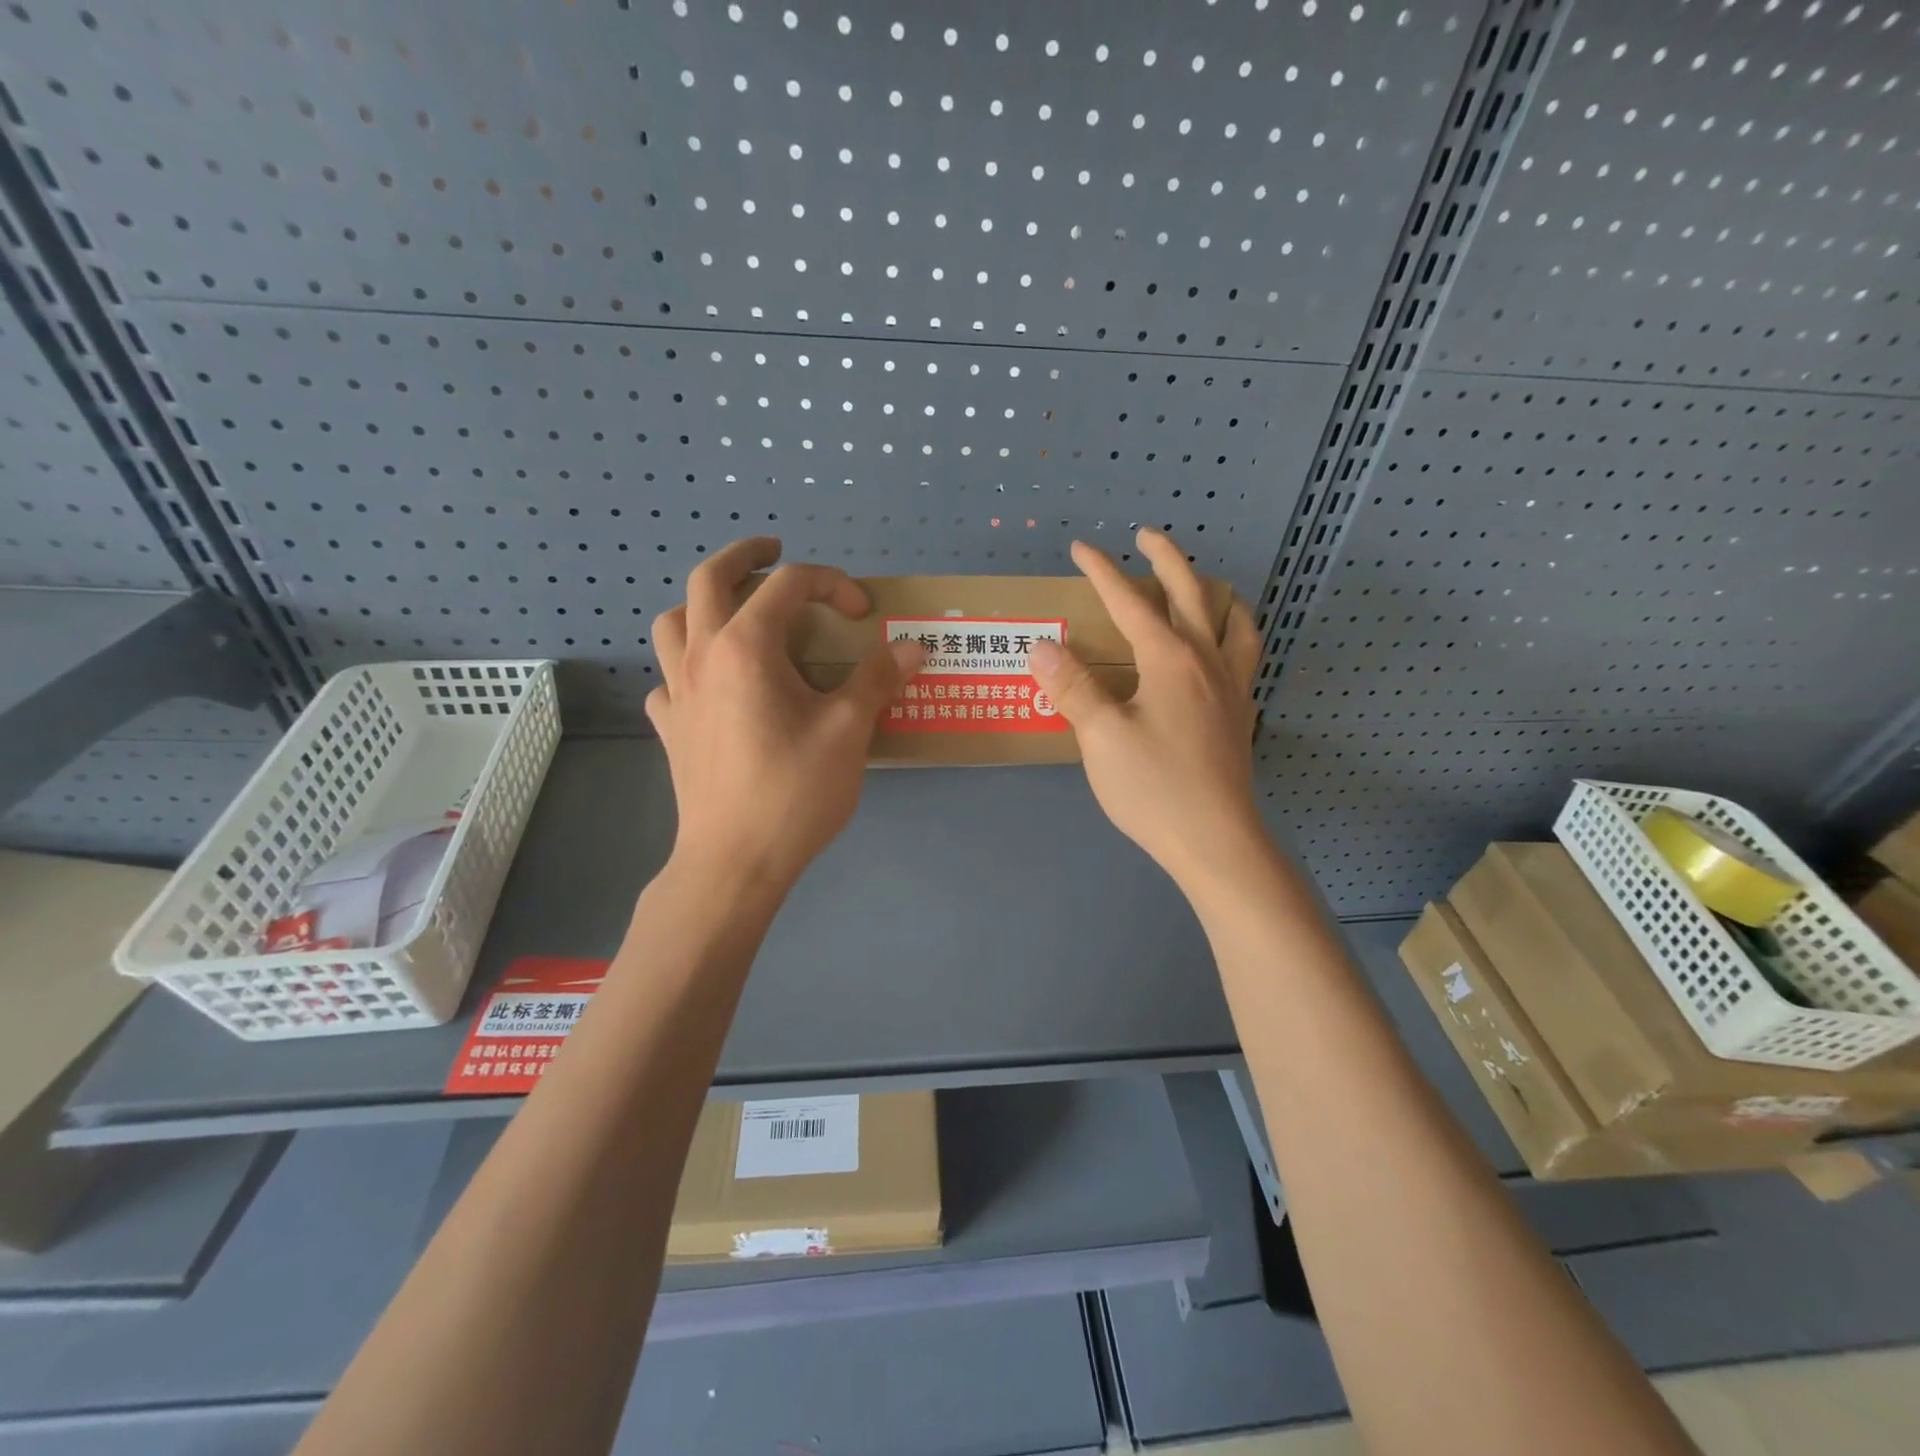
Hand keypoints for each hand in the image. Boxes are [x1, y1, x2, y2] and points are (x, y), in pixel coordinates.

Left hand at [646, 538, 921, 891]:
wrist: (733, 862)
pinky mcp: (670, 727)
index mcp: (746, 647)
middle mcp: (702, 656)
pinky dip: (691, 666)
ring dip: (704, 604)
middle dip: (745, 555)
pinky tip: (715, 687)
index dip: (832, 584)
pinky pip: (670, 678)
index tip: (863, 613)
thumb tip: (912, 648)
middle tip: (774, 552)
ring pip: (674, 621)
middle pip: (710, 579)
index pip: (788, 585)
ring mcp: (677, 692)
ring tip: (736, 612)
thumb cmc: (793, 792)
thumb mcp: (848, 732)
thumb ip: (877, 680)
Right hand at [1027, 528, 1265, 889]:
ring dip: (1215, 593)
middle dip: (1166, 559)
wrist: (1216, 841)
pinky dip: (1235, 635)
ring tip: (1204, 585)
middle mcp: (1207, 662)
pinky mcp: (1241, 716)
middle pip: (1191, 594)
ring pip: (1234, 622)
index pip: (1131, 603)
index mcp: (1170, 659)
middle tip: (1146, 537)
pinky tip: (1223, 652)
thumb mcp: (1101, 737)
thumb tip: (1042, 645)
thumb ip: (1073, 687)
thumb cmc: (1154, 787)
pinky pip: (1246, 657)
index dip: (1103, 572)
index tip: (1081, 547)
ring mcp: (1232, 689)